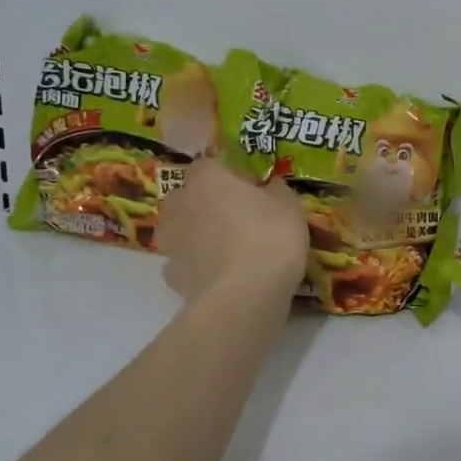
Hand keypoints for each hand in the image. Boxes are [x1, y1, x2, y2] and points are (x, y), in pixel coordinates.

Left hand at [158, 159, 307, 302]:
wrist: (245, 296)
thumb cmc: (270, 238)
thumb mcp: (289, 205)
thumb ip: (275, 190)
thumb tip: (269, 187)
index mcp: (207, 179)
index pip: (209, 164)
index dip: (229, 174)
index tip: (251, 188)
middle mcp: (180, 205)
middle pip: (187, 196)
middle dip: (205, 202)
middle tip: (235, 216)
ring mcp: (171, 241)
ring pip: (179, 229)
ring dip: (195, 233)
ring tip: (224, 248)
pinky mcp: (171, 276)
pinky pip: (183, 262)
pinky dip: (195, 264)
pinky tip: (217, 274)